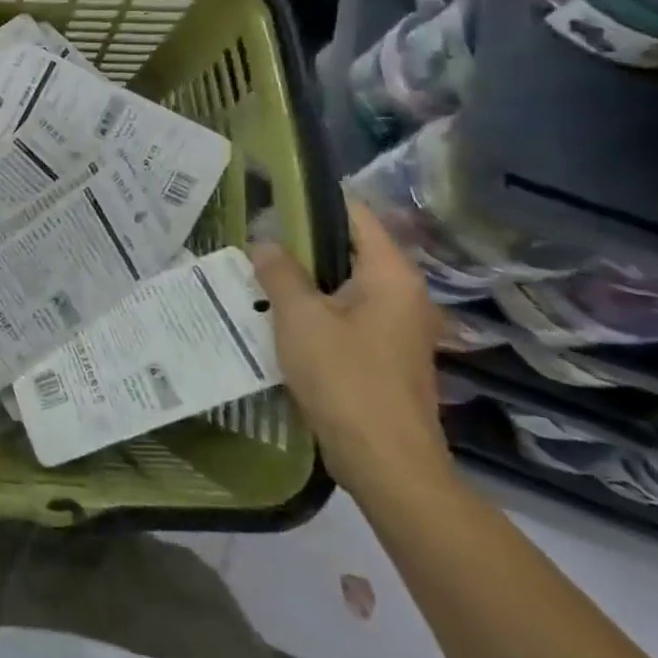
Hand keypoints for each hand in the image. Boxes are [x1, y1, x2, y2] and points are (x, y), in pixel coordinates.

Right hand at [251, 196, 454, 498]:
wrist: (385, 462)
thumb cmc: (345, 378)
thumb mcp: (299, 317)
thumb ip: (279, 273)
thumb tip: (264, 243)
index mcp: (391, 277)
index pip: (357, 217)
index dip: (317, 202)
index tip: (274, 195)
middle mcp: (403, 296)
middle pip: (349, 251)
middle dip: (301, 243)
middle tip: (254, 236)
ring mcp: (396, 329)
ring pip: (343, 286)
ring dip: (304, 280)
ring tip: (257, 271)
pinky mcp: (383, 357)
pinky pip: (344, 316)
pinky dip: (314, 310)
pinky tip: (277, 315)